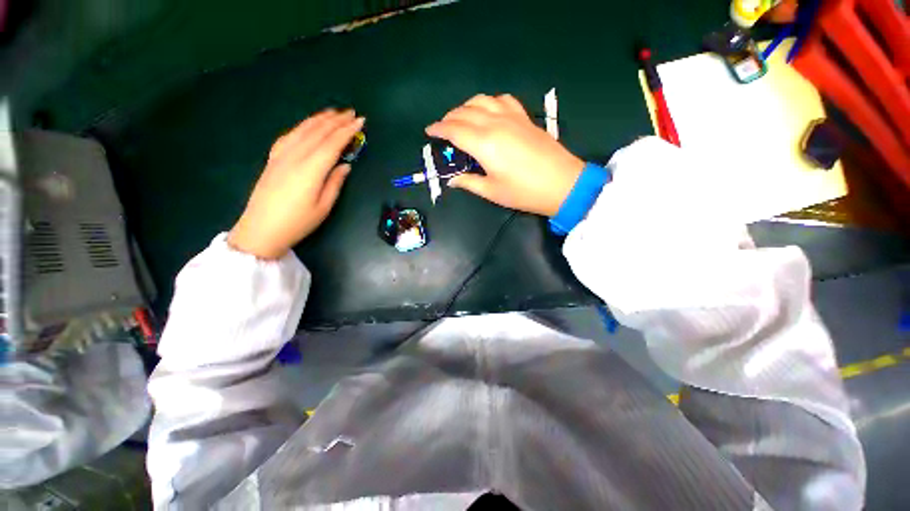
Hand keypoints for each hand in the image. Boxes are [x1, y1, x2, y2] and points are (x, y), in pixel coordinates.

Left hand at [228, 109, 364, 258]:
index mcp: (311, 169)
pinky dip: (302, 126)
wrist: (261, 229)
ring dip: (319, 119)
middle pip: (318, 132)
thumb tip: (345, 165)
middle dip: (336, 120)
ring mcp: (281, 155)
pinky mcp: (273, 158)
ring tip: (333, 112)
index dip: (347, 130)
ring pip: (303, 130)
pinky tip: (308, 125)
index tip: (361, 121)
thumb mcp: (324, 206)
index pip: (332, 143)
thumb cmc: (298, 222)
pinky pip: (289, 135)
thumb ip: (335, 182)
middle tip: (351, 112)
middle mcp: (295, 156)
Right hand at [426, 94, 583, 215]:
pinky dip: (489, 102)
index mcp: (484, 144)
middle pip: (465, 112)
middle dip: (449, 117)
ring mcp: (511, 117)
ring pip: (482, 100)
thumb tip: (452, 180)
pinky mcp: (524, 117)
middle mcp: (495, 124)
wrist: (561, 184)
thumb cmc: (523, 192)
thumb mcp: (491, 192)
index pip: (454, 130)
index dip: (439, 129)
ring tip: (461, 118)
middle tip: (443, 128)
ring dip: (466, 107)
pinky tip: (489, 111)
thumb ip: (469, 182)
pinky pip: (502, 100)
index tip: (429, 131)